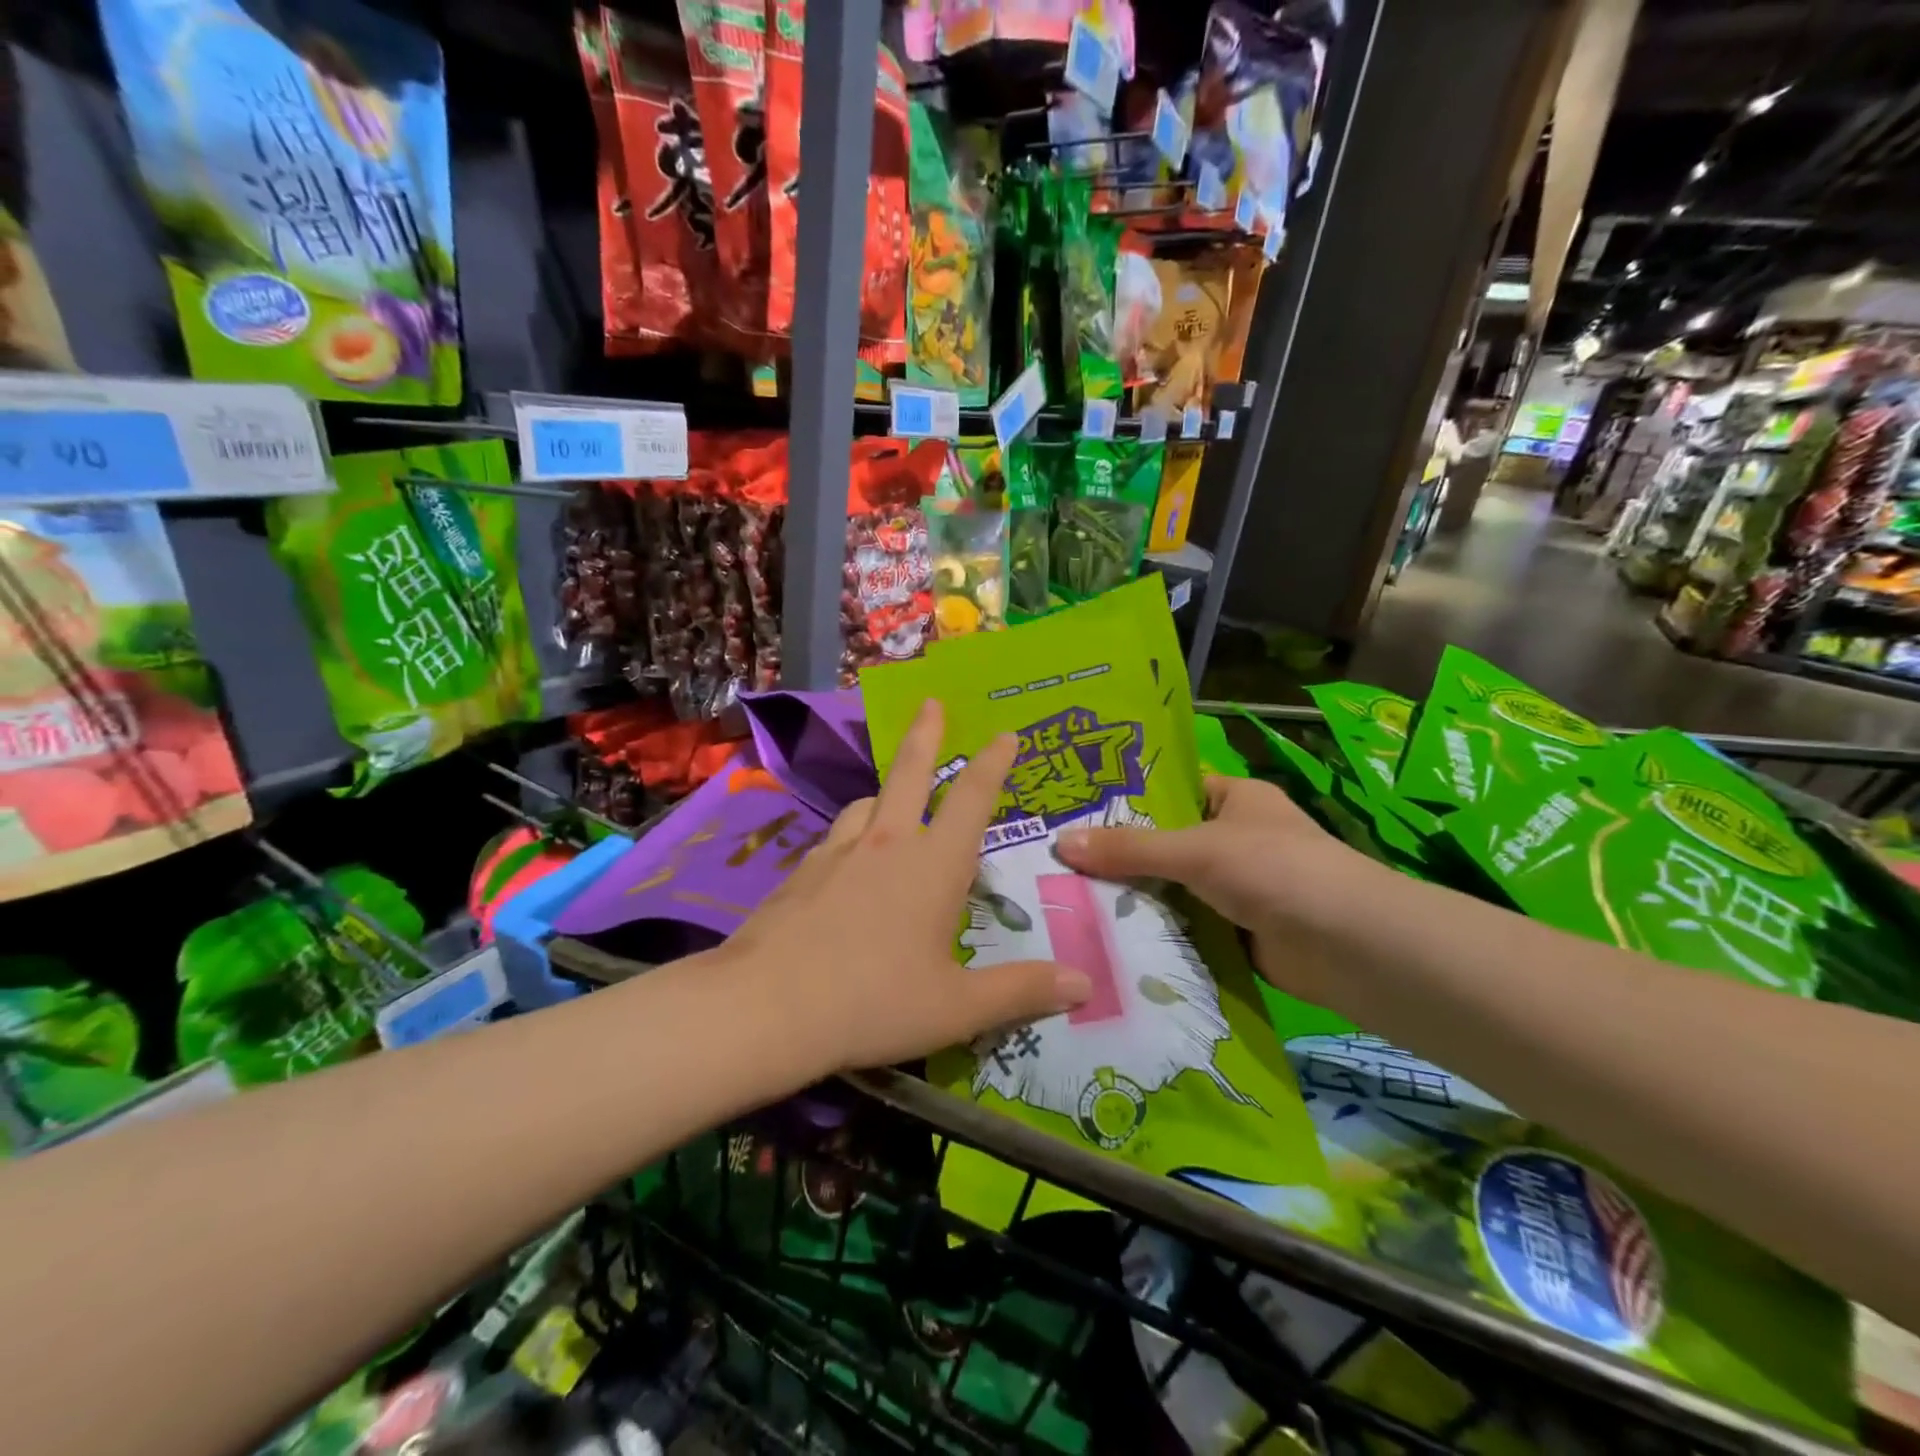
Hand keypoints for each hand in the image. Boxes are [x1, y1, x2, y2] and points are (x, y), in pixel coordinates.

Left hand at [720, 700, 1090, 1073]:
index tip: (1005, 734)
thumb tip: (1085, 984)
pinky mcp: (800, 873)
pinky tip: (845, 864)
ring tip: (891, 800)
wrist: (767, 1007)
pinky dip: (851, 837)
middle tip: (930, 703)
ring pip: (867, 805)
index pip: (972, 798)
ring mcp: (837, 853)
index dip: (994, 763)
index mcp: (933, 865)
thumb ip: (1022, 991)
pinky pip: (835, 840)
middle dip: (925, 735)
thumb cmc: (874, 1003)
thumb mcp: (958, 1007)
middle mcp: (886, 844)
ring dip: (885, 793)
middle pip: (909, 773)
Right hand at [1054, 774, 1384, 1005]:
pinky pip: (1185, 927)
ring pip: (1173, 888)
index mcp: (1236, 799)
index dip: (1127, 800)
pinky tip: (1108, 939)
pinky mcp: (1236, 932)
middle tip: (1058, 863)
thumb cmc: (1275, 869)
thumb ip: (1130, 848)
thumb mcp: (1196, 849)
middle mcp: (1237, 839)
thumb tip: (1060, 842)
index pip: (1172, 791)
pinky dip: (1157, 933)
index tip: (1074, 813)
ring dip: (1135, 899)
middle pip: (1166, 844)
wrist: (1350, 947)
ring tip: (1068, 901)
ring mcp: (1237, 889)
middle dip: (1120, 857)